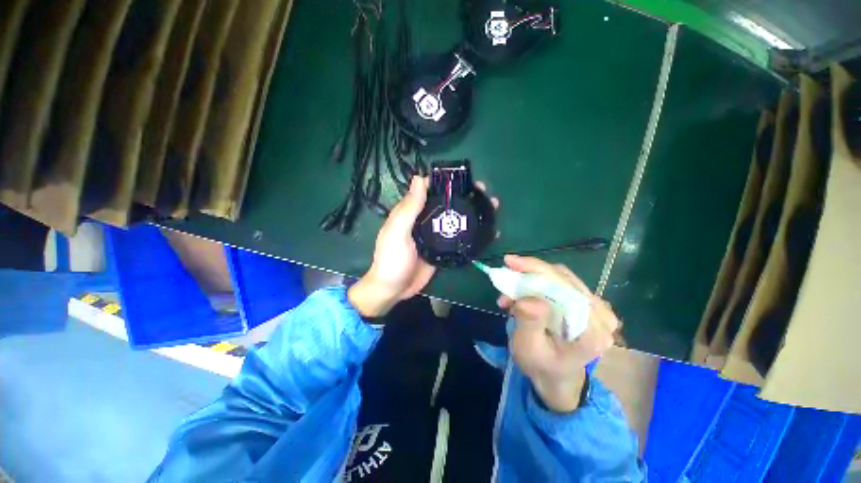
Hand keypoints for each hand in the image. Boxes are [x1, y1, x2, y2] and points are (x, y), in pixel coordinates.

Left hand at [349, 176, 499, 317]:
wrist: (394, 289)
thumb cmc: (392, 259)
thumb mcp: (397, 232)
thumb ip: (409, 208)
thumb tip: (419, 178)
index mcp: (411, 212)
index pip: (429, 190)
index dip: (446, 182)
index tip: (464, 178)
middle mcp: (424, 220)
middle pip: (446, 203)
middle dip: (465, 196)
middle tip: (484, 192)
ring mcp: (435, 235)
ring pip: (454, 219)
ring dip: (471, 212)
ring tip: (492, 207)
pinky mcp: (442, 249)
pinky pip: (458, 238)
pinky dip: (471, 234)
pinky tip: (488, 232)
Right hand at [498, 255, 620, 412]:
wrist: (556, 376)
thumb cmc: (541, 366)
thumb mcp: (530, 348)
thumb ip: (530, 323)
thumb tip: (528, 299)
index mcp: (593, 332)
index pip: (566, 290)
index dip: (537, 271)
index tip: (510, 262)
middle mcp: (602, 316)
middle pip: (564, 279)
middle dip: (531, 271)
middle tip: (506, 269)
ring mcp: (597, 309)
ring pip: (561, 277)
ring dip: (532, 276)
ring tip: (510, 286)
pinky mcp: (587, 304)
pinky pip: (561, 282)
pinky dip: (538, 282)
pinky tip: (521, 291)